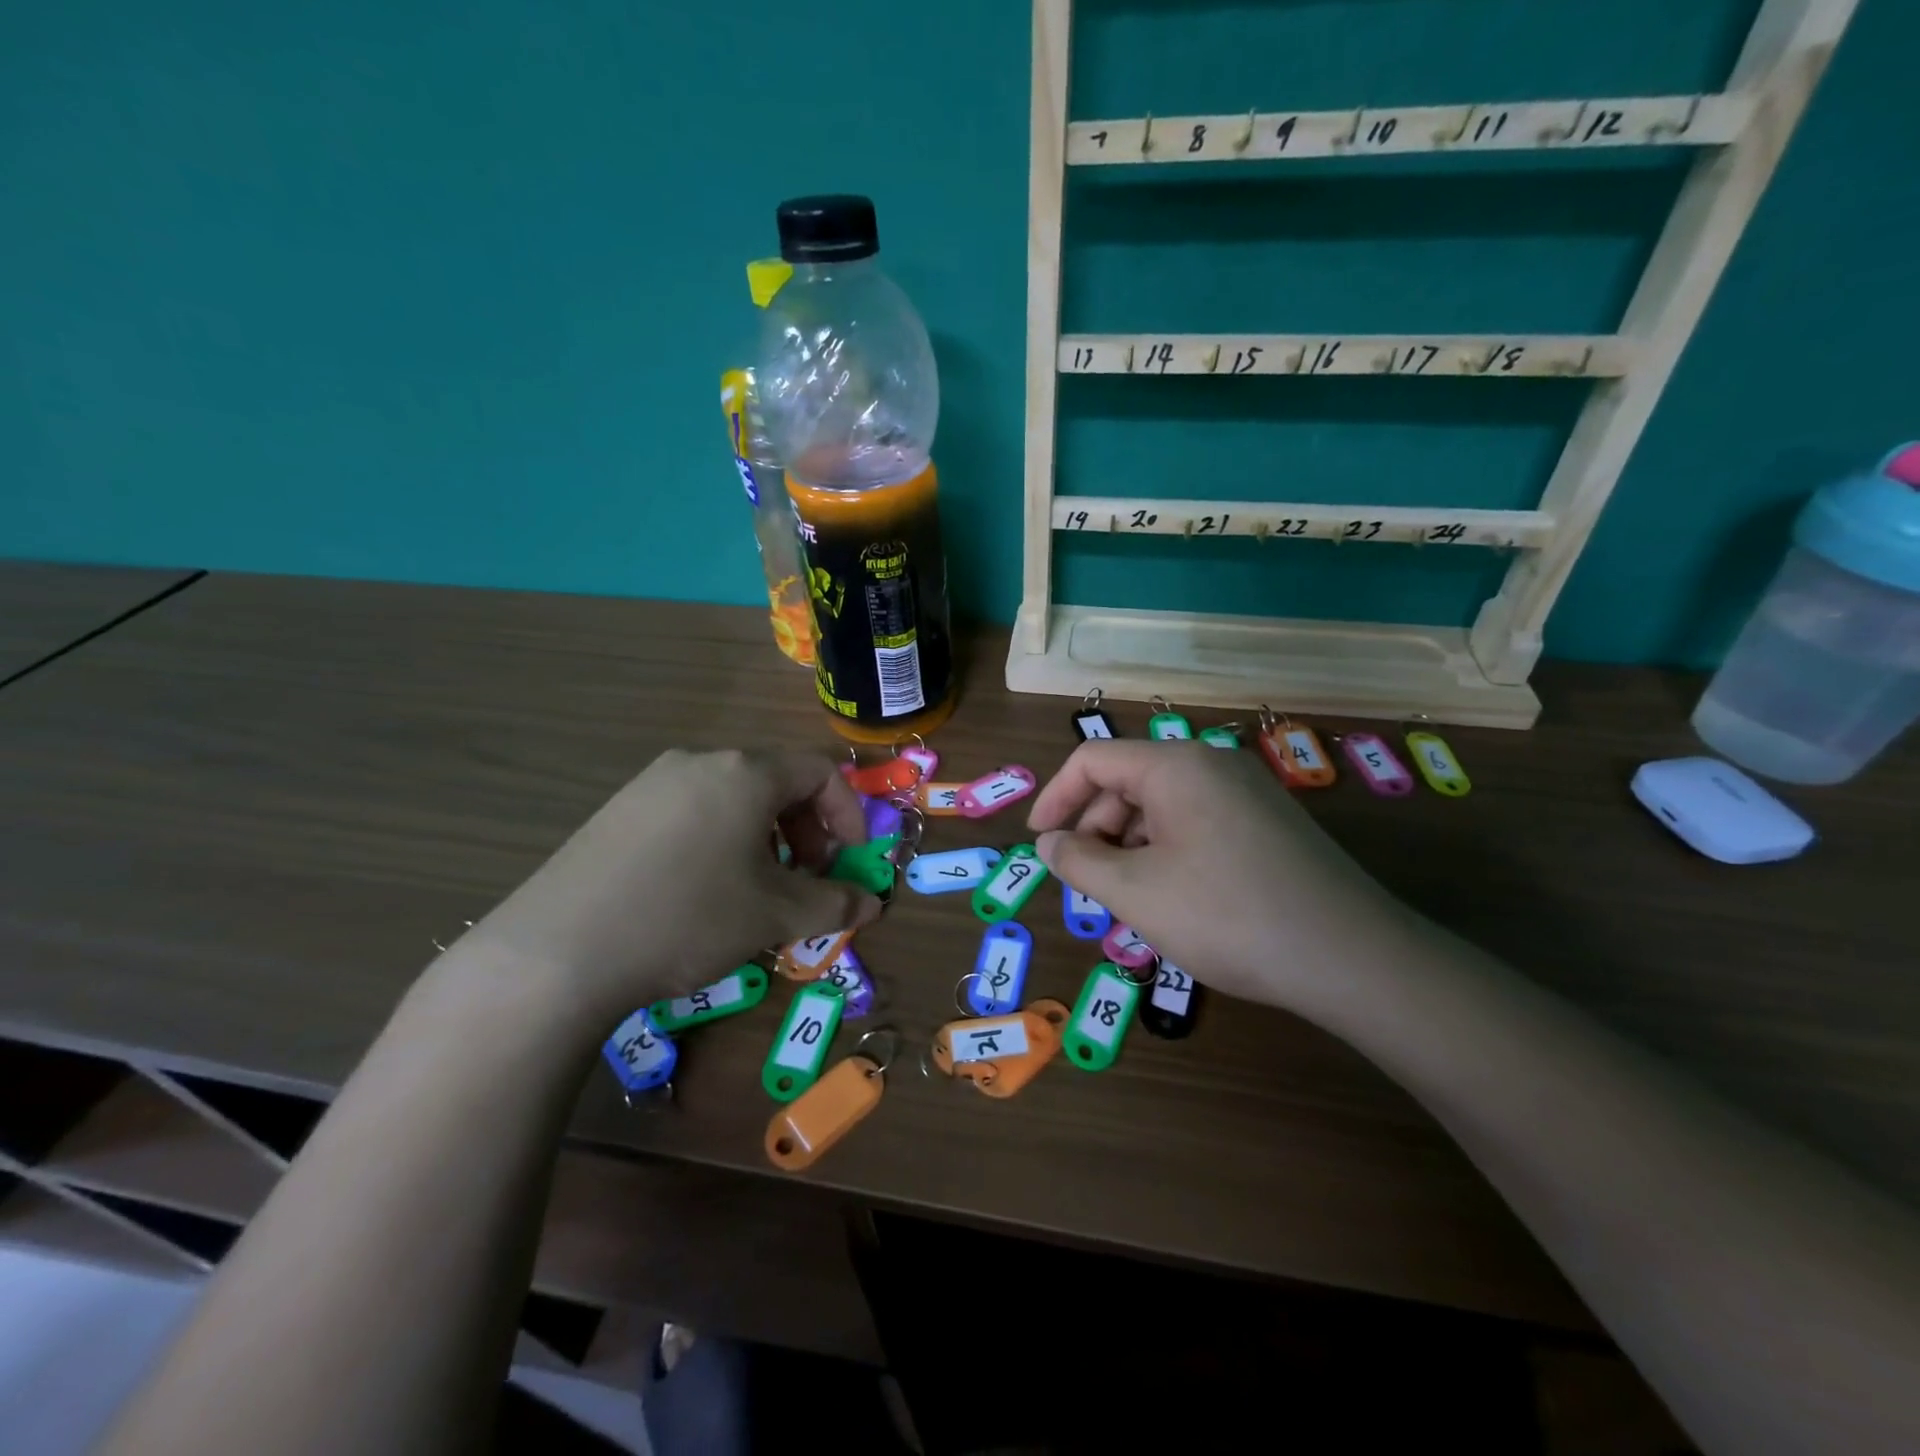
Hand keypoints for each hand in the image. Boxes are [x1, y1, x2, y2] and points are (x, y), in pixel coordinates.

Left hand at [457, 748, 881, 1024]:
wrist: (557, 951)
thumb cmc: (688, 917)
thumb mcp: (774, 915)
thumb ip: (833, 904)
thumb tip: (871, 905)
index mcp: (745, 772)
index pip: (820, 771)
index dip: (848, 813)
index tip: (850, 860)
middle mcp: (700, 762)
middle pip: (776, 781)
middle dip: (807, 828)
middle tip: (806, 878)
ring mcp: (652, 782)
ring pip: (733, 797)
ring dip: (765, 836)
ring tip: (756, 887)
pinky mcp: (618, 810)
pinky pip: (691, 810)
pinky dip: (720, 838)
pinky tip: (702, 888)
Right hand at [1028, 740, 1408, 1012]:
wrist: (1351, 957)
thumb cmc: (1226, 915)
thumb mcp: (1135, 891)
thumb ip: (1079, 861)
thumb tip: (1048, 844)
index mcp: (1174, 765)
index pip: (1092, 759)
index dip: (1055, 798)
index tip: (1040, 844)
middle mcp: (1211, 764)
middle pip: (1128, 782)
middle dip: (1097, 830)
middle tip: (1090, 885)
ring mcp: (1248, 792)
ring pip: (1163, 807)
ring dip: (1132, 847)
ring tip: (1132, 901)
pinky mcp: (1270, 823)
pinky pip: (1197, 824)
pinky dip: (1168, 853)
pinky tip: (1175, 900)